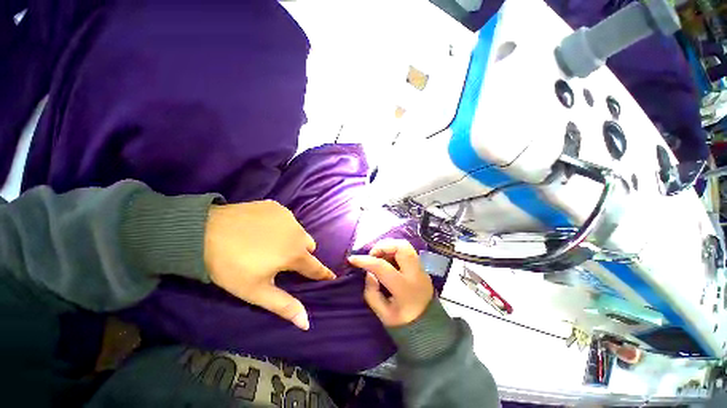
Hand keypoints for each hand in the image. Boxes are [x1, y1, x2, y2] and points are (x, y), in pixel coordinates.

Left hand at [204, 200, 335, 330]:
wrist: (204, 232)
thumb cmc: (231, 266)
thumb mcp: (256, 290)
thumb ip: (284, 305)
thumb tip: (307, 323)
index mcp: (295, 254)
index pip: (316, 267)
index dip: (324, 274)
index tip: (332, 277)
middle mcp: (297, 233)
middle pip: (309, 246)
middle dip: (302, 254)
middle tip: (281, 260)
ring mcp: (288, 217)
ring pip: (299, 232)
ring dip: (292, 239)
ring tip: (269, 244)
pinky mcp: (277, 206)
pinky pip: (287, 219)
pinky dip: (281, 226)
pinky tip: (262, 229)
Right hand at [348, 239, 433, 326]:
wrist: (430, 328)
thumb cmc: (404, 323)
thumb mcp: (383, 314)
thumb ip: (372, 292)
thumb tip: (369, 273)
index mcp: (404, 288)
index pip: (382, 267)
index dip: (365, 261)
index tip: (352, 259)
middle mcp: (415, 274)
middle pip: (401, 247)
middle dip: (383, 246)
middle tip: (372, 255)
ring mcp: (421, 268)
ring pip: (405, 245)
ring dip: (389, 246)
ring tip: (380, 257)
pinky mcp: (422, 267)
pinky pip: (407, 251)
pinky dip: (395, 250)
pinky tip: (388, 260)